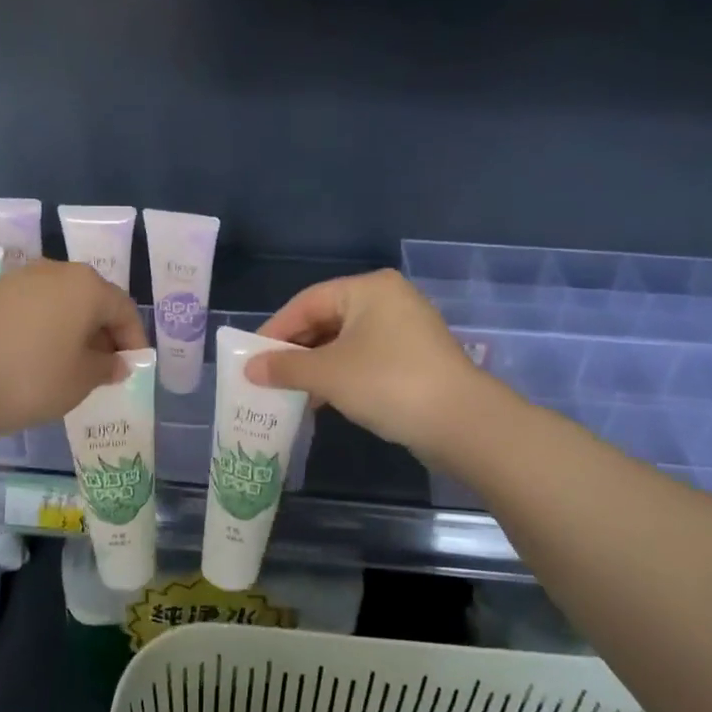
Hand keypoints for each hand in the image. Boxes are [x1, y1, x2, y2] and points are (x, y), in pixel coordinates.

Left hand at [0, 259, 147, 441]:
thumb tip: (117, 362)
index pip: (123, 309)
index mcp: (86, 286)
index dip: (134, 339)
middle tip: (104, 366)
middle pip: (91, 299)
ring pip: (59, 301)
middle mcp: (55, 270)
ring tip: (70, 362)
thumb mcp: (81, 380)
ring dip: (72, 327)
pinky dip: (43, 326)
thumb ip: (107, 367)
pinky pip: (31, 307)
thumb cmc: (31, 379)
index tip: (133, 366)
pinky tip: (36, 355)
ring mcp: (18, 278)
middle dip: (102, 332)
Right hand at [245, 270, 493, 468]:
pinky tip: (321, 400)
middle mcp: (388, 300)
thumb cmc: (387, 383)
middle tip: (266, 374)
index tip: (250, 356)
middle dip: (295, 350)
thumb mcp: (328, 374)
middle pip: (327, 320)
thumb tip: (250, 369)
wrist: (462, 423)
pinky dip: (340, 375)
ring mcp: (406, 329)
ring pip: (345, 342)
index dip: (275, 329)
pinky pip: (365, 359)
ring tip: (288, 390)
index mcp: (368, 289)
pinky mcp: (415, 358)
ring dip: (316, 366)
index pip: (307, 302)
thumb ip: (285, 367)